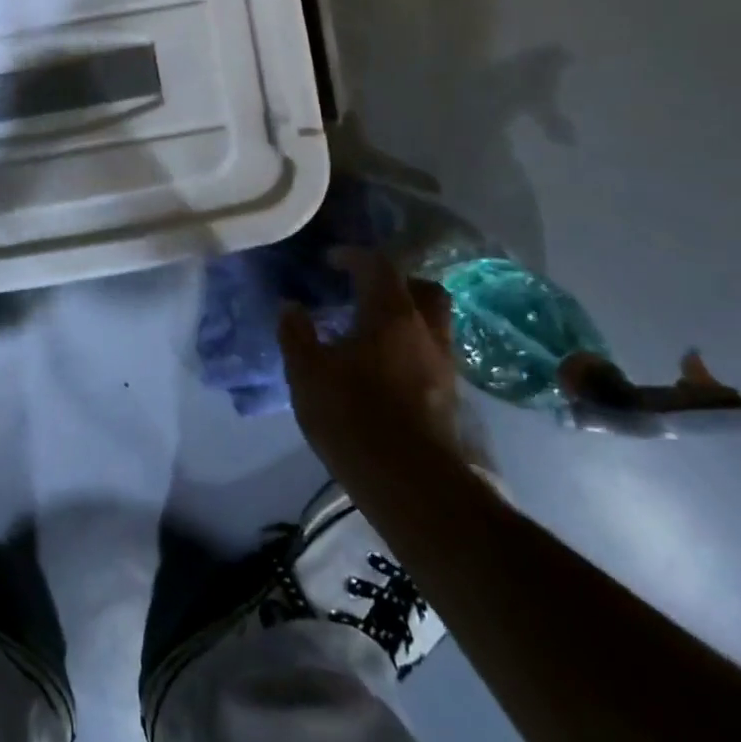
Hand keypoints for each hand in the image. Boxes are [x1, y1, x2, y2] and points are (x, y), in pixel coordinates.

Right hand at [279, 247, 463, 478]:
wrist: (411, 485)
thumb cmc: (353, 416)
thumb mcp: (306, 372)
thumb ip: (296, 334)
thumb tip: (291, 306)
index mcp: (391, 314)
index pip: (378, 266)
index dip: (352, 256)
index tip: (329, 261)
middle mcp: (425, 331)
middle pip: (422, 288)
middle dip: (394, 281)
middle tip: (363, 290)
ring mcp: (443, 365)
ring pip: (432, 322)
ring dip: (406, 316)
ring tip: (372, 330)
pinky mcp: (449, 397)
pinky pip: (432, 353)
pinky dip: (411, 347)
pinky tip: (385, 366)